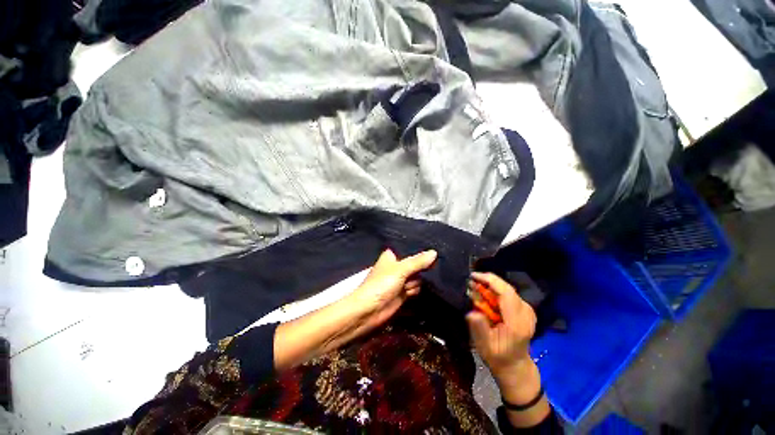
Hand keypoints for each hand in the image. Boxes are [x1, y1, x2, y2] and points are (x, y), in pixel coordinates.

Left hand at [347, 249, 436, 331]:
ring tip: (406, 286)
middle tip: (425, 268)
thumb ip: (417, 262)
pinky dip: (415, 290)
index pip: (410, 250)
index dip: (420, 251)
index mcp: (392, 256)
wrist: (370, 311)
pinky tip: (409, 292)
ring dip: (415, 282)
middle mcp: (397, 266)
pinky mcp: (403, 293)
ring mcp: (400, 280)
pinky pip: (416, 288)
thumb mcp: (400, 270)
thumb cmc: (381, 284)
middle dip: (421, 268)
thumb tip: (434, 252)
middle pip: (416, 264)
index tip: (433, 250)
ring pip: (417, 277)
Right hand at [466, 272, 536, 383]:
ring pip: (507, 289)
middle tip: (470, 283)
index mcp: (517, 323)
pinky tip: (485, 295)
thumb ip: (479, 328)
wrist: (515, 365)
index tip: (473, 276)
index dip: (490, 280)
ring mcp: (528, 310)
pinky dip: (495, 291)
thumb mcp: (484, 346)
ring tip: (475, 289)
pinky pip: (508, 293)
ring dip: (490, 286)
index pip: (506, 293)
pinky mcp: (525, 309)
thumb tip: (472, 312)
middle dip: (487, 282)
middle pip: (507, 288)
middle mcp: (526, 313)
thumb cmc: (498, 357)